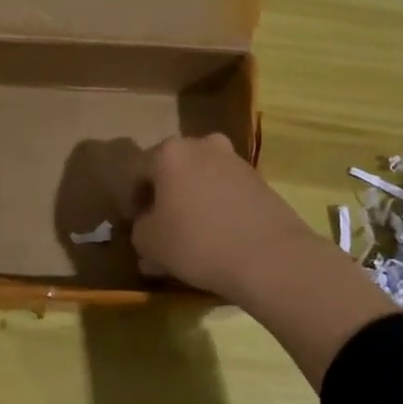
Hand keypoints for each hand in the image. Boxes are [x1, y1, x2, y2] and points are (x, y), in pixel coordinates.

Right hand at [127, 133, 318, 302]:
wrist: (270, 257)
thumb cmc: (197, 242)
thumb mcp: (149, 243)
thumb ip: (139, 230)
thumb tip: (148, 226)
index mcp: (169, 153)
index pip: (138, 173)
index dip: (132, 201)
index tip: (135, 226)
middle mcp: (202, 146)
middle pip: (172, 172)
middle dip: (164, 199)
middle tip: (161, 230)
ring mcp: (235, 161)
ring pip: (200, 182)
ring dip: (191, 204)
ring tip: (190, 239)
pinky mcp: (260, 181)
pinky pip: (225, 193)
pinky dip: (216, 210)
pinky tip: (216, 239)